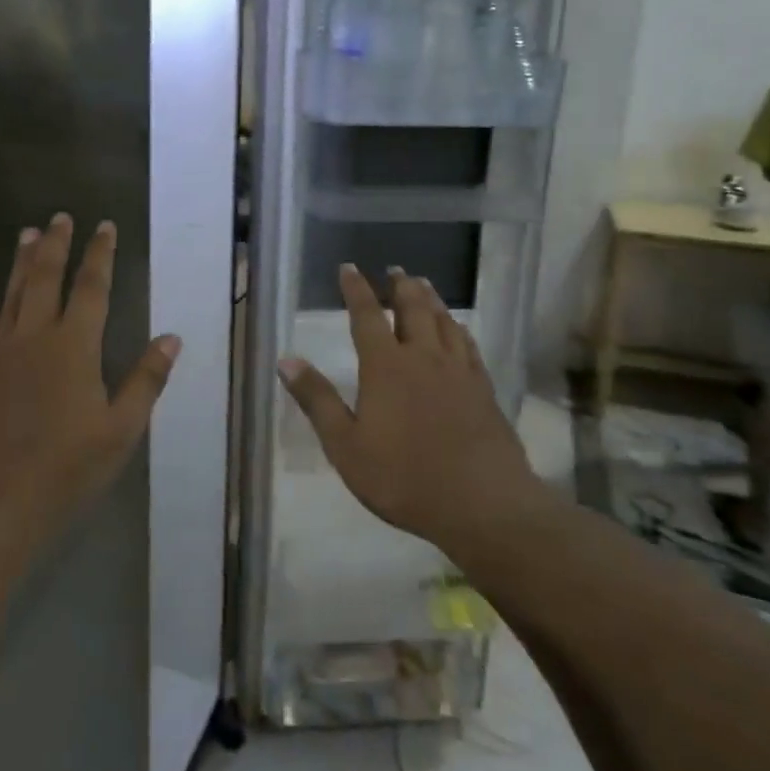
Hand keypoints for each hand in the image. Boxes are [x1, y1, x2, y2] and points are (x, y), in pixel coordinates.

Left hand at [0, 213, 179, 549]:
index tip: (104, 225)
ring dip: (19, 263)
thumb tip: (171, 337)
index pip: (91, 287)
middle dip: (55, 245)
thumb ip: (146, 380)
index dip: (99, 254)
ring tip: (26, 234)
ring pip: (10, 296)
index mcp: (74, 346)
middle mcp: (34, 338)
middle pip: (44, 278)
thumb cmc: (63, 470)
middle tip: (60, 216)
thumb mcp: (120, 430)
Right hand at [277, 266, 543, 554]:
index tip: (349, 267)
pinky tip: (459, 329)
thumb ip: (317, 400)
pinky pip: (468, 345)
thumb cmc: (404, 477)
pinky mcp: (483, 389)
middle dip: (400, 286)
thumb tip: (286, 359)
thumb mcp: (346, 446)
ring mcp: (458, 371)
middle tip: (395, 269)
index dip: (356, 289)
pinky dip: (458, 329)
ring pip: (443, 321)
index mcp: (386, 366)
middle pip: (413, 308)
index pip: (366, 315)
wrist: (482, 503)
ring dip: (431, 299)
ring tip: (423, 284)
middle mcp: (423, 357)